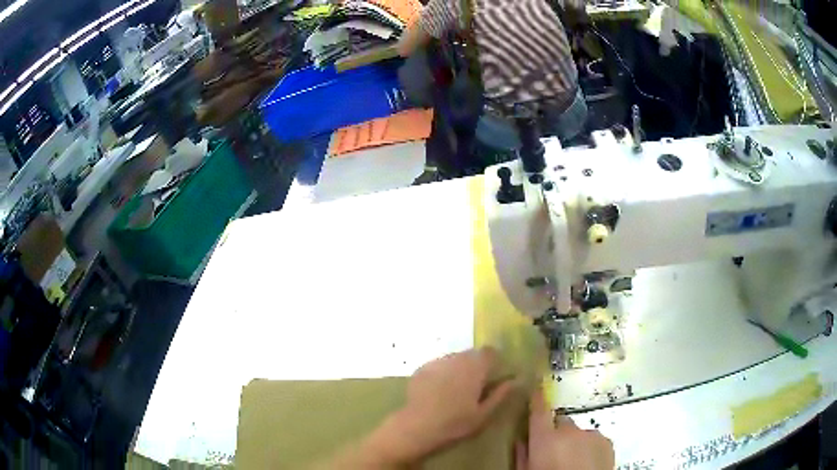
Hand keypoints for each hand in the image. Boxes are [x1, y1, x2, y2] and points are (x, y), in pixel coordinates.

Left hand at [385, 348, 516, 461]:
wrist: (417, 426)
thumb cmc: (455, 423)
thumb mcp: (483, 413)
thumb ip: (500, 394)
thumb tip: (515, 380)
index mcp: (475, 367)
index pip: (489, 352)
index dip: (493, 360)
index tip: (494, 374)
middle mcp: (456, 358)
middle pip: (471, 354)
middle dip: (476, 365)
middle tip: (475, 385)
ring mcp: (437, 362)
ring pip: (454, 358)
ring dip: (459, 368)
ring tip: (456, 389)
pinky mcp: (422, 368)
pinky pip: (438, 365)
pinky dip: (443, 373)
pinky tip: (439, 390)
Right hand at [516, 389, 614, 469]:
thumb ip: (522, 456)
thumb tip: (520, 441)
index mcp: (545, 438)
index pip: (539, 411)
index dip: (537, 398)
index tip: (537, 388)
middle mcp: (569, 431)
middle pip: (561, 422)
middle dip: (557, 432)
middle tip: (555, 451)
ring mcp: (591, 434)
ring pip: (579, 433)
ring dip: (575, 442)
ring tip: (574, 461)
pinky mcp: (606, 442)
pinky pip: (595, 440)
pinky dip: (590, 448)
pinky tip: (587, 463)